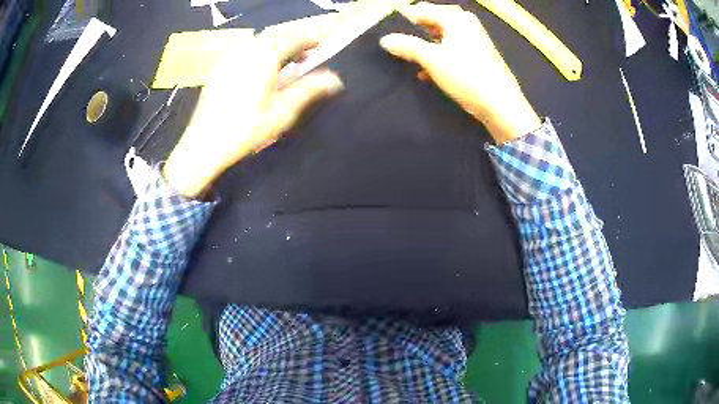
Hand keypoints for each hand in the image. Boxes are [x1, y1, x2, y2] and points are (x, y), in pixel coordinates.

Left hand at [164, 33, 343, 197]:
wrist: (204, 144)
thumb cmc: (246, 130)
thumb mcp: (282, 112)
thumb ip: (309, 90)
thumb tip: (335, 79)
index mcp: (265, 58)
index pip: (293, 39)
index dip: (309, 39)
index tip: (320, 44)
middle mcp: (246, 51)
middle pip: (275, 34)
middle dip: (293, 39)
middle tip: (304, 54)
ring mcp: (230, 57)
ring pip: (258, 39)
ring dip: (276, 43)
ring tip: (284, 61)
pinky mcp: (219, 67)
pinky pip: (243, 48)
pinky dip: (258, 50)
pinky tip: (260, 67)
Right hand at [379, 2, 540, 142]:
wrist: (500, 103)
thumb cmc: (466, 75)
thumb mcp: (432, 59)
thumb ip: (408, 47)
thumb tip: (385, 40)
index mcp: (456, 19)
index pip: (425, 10)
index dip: (407, 15)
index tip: (393, 19)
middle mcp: (467, 24)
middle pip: (438, 17)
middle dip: (421, 23)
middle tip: (405, 29)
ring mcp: (476, 39)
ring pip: (446, 33)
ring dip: (430, 39)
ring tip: (415, 46)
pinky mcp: (479, 55)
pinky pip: (454, 46)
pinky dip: (441, 52)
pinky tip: (429, 68)